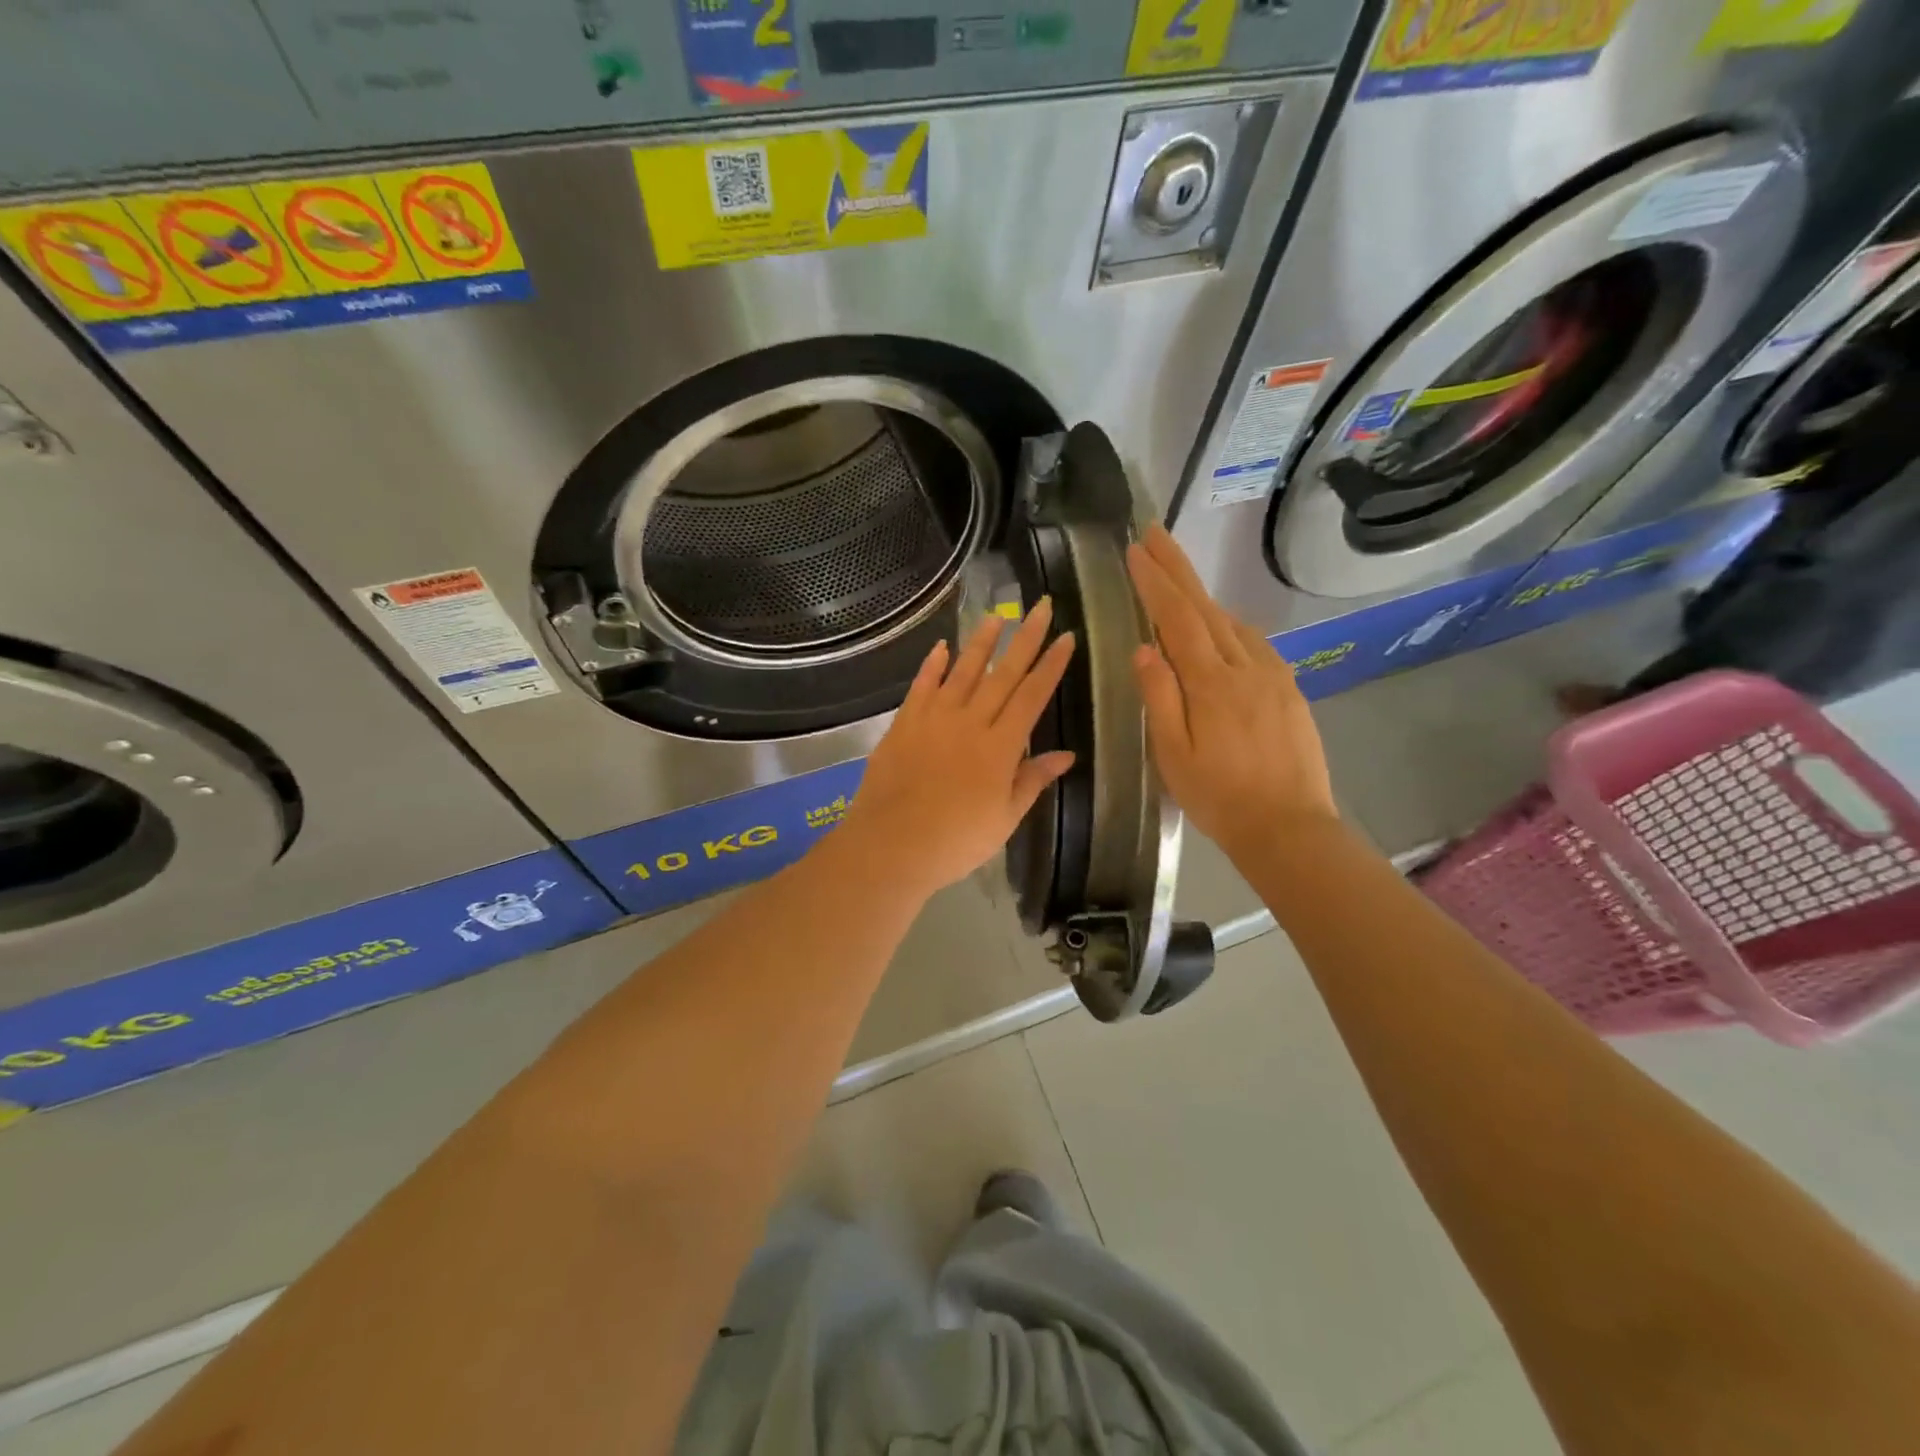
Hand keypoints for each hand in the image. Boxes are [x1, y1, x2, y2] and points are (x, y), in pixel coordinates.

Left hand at [841, 601, 1076, 896]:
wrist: (891, 846)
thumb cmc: (956, 841)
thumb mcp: (1005, 818)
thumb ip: (1032, 780)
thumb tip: (1066, 755)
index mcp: (1001, 746)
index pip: (1033, 695)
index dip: (1052, 665)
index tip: (1067, 637)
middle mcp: (970, 722)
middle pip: (1003, 673)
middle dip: (1026, 638)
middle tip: (1042, 606)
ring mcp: (934, 719)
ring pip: (963, 671)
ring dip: (982, 642)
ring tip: (997, 615)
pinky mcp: (904, 723)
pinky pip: (922, 686)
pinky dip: (933, 665)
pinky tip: (942, 647)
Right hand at [1126, 524, 1335, 861]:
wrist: (1290, 828)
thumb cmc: (1220, 797)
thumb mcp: (1174, 755)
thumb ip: (1160, 698)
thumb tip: (1143, 649)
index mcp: (1212, 683)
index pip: (1176, 619)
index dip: (1155, 582)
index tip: (1135, 549)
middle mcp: (1245, 667)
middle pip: (1206, 607)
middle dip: (1178, 568)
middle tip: (1155, 533)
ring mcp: (1273, 675)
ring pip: (1232, 623)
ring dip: (1202, 596)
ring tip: (1177, 579)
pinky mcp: (1289, 689)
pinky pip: (1254, 643)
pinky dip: (1229, 624)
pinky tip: (1221, 629)